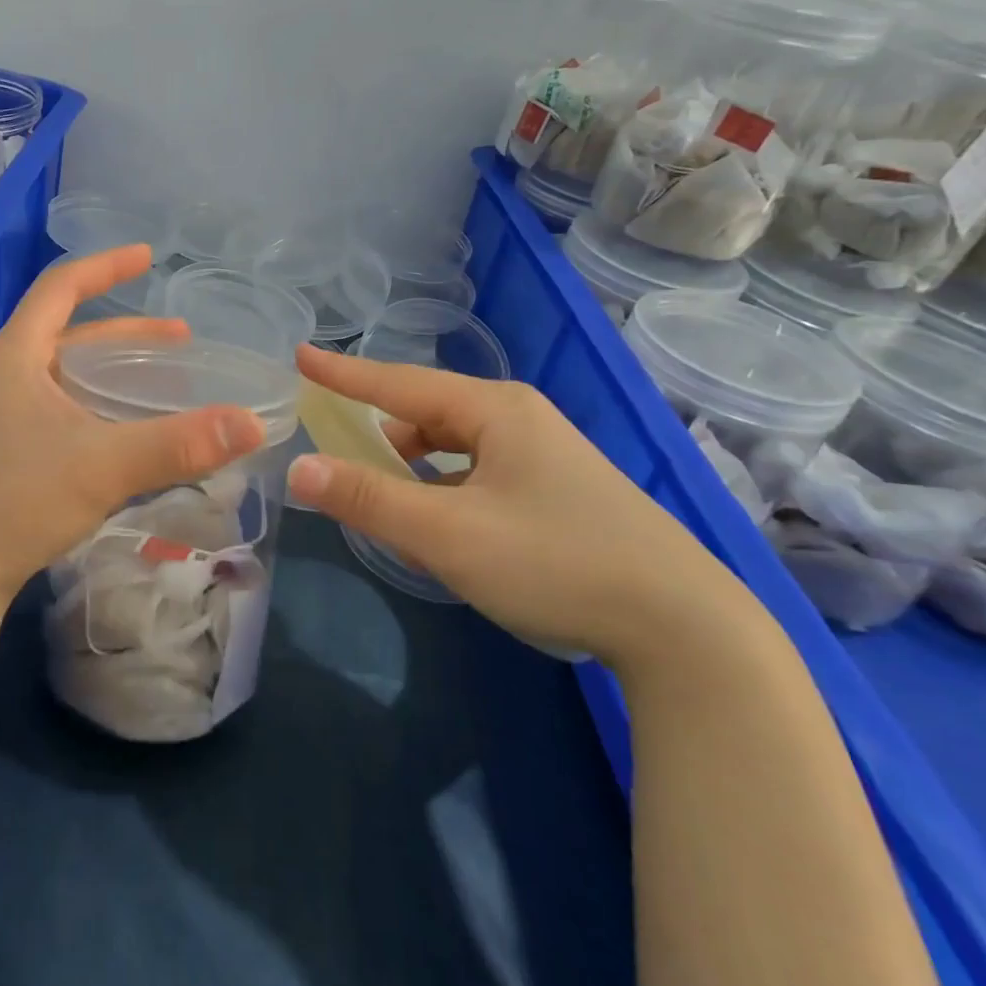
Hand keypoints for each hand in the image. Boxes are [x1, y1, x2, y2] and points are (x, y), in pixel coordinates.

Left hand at [0, 245, 267, 608]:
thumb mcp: (104, 466)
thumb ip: (178, 444)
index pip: (60, 287)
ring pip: (68, 370)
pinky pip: (64, 401)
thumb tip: (253, 424)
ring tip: (165, 374)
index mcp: (16, 355)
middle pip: (70, 330)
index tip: (147, 257)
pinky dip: (101, 399)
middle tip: (181, 338)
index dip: (105, 267)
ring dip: (116, 367)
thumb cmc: (19, 501)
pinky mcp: (9, 443)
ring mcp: (4, 410)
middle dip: (127, 331)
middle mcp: (6, 373)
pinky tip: (130, 423)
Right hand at [284, 345, 763, 669]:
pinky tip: (443, 523)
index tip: (301, 356)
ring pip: (456, 446)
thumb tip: (299, 468)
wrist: (686, 629)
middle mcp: (520, 419)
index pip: (399, 382)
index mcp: (494, 410)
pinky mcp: (560, 491)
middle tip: (340, 453)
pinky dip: (446, 487)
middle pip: (428, 412)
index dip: (344, 373)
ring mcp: (546, 455)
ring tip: (386, 498)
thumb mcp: (449, 534)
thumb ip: (369, 499)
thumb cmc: (556, 562)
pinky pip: (480, 472)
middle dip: (381, 429)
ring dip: (415, 465)